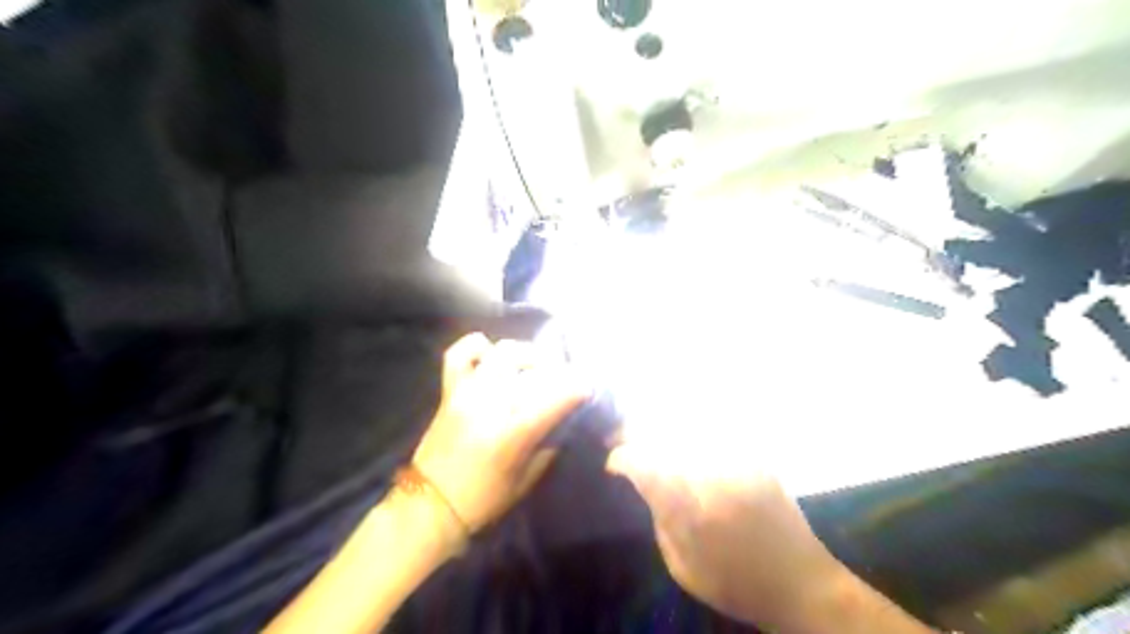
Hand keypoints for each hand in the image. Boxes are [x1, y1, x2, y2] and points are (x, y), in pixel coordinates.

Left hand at [411, 333, 585, 533]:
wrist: (432, 504)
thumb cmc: (485, 498)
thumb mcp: (529, 477)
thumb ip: (550, 442)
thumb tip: (565, 416)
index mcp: (513, 431)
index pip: (556, 396)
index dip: (578, 388)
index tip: (588, 389)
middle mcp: (491, 402)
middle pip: (531, 365)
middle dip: (555, 367)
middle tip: (562, 378)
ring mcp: (468, 391)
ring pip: (503, 352)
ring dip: (526, 354)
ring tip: (533, 367)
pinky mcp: (450, 390)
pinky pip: (460, 354)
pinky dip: (478, 347)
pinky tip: (491, 354)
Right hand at [605, 443, 841, 631]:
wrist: (800, 583)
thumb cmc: (735, 582)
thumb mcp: (683, 566)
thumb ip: (660, 519)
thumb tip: (643, 483)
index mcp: (693, 513)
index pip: (646, 467)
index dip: (623, 458)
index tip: (613, 463)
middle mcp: (714, 479)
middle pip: (666, 438)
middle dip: (637, 432)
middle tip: (621, 435)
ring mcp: (738, 463)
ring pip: (689, 427)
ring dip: (662, 425)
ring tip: (647, 428)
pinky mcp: (755, 458)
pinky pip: (716, 430)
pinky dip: (692, 426)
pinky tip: (682, 431)